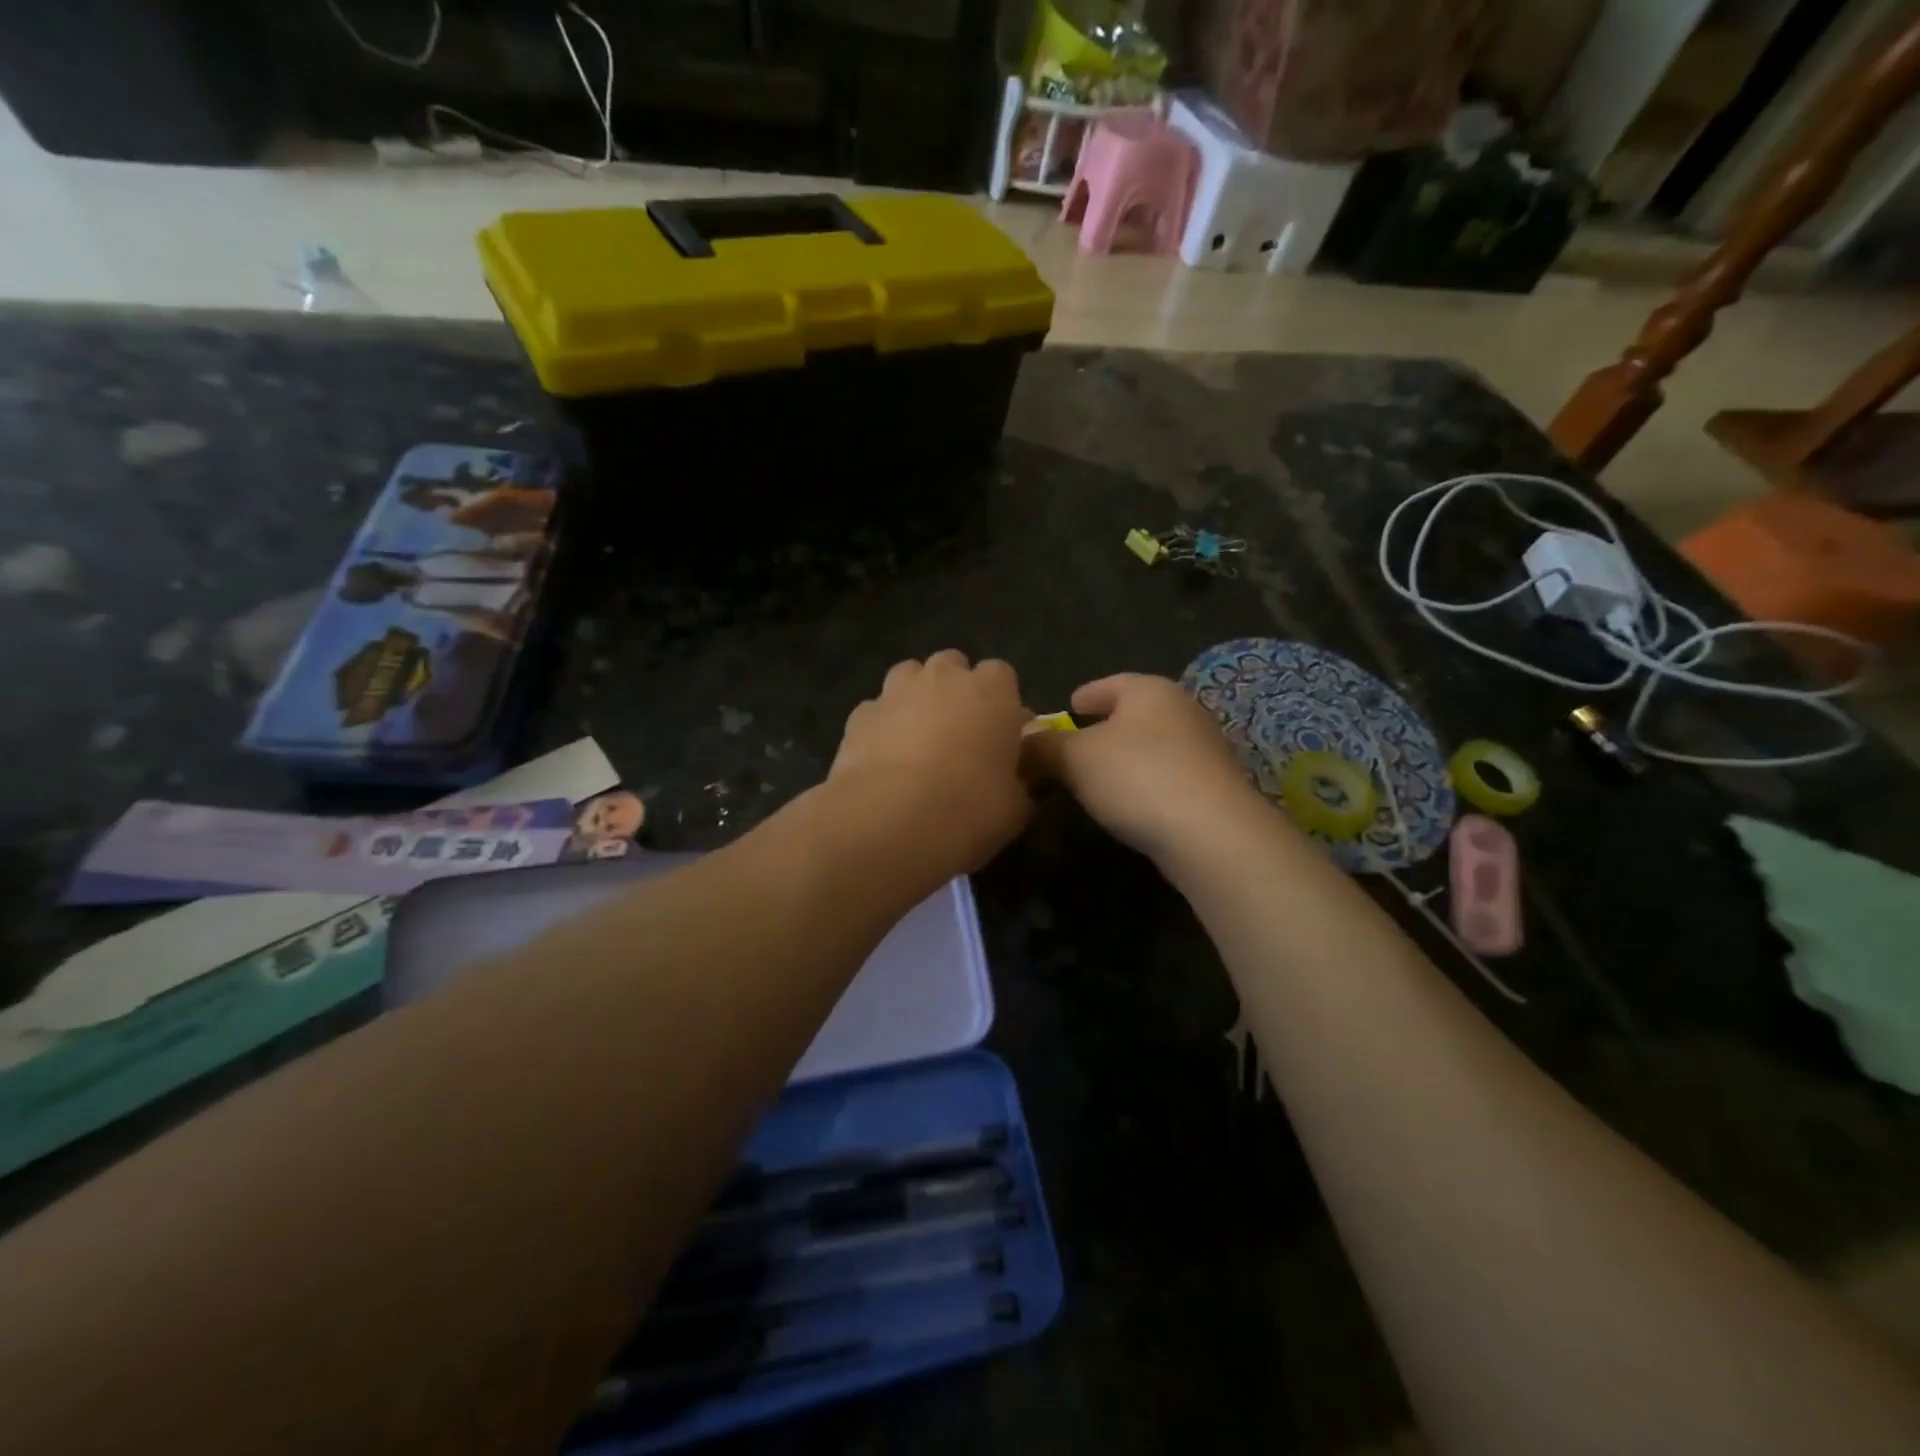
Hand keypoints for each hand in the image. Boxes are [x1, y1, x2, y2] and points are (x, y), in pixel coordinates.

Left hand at [830, 651, 1033, 873]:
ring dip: (915, 699)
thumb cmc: (970, 807)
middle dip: (955, 691)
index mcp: (992, 690)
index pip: (1001, 675)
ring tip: (917, 741)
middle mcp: (943, 677)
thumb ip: (1021, 780)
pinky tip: (882, 761)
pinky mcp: (858, 715)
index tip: (1000, 735)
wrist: (890, 819)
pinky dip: (881, 727)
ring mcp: (895, 691)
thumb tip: (1018, 778)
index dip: (1000, 703)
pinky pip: (876, 711)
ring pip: (908, 677)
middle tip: (958, 735)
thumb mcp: (1017, 805)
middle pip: (952, 667)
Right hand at [1025, 674, 1268, 862]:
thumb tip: (1022, 740)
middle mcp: (1182, 710)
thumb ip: (1044, 746)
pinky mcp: (1215, 786)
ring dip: (1125, 758)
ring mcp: (1204, 748)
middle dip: (1105, 727)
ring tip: (1097, 778)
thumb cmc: (1136, 776)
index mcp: (1149, 690)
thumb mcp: (1074, 758)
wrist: (1211, 832)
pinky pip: (1168, 775)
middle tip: (1075, 745)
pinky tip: (1130, 802)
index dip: (1086, 694)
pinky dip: (1145, 782)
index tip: (1068, 706)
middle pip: (1134, 713)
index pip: (1110, 683)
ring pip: (1153, 745)